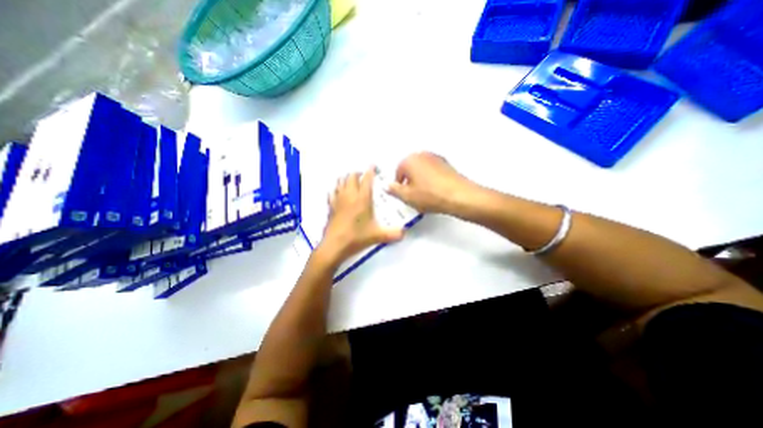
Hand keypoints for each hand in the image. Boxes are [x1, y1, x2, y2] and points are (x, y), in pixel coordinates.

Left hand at [316, 165, 405, 263]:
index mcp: (362, 199)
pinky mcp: (330, 207)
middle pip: (352, 177)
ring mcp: (338, 200)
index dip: (370, 170)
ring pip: (340, 182)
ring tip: (352, 181)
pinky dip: (336, 189)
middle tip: (364, 175)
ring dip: (346, 178)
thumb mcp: (378, 236)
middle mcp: (350, 196)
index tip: (372, 165)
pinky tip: (338, 192)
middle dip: (358, 173)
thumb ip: (393, 234)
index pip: (367, 179)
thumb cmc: (357, 237)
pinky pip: (332, 192)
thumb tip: (404, 233)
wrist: (335, 245)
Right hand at [388, 152, 475, 215]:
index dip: (399, 184)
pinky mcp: (446, 164)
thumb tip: (389, 186)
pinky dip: (431, 179)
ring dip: (420, 180)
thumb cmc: (433, 195)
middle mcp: (422, 155)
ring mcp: (436, 158)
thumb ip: (394, 190)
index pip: (398, 171)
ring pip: (421, 169)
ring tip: (424, 194)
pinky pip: (432, 171)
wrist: (458, 196)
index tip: (401, 192)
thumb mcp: (407, 196)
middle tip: (412, 194)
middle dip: (409, 180)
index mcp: (410, 160)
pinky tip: (433, 191)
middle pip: (410, 168)